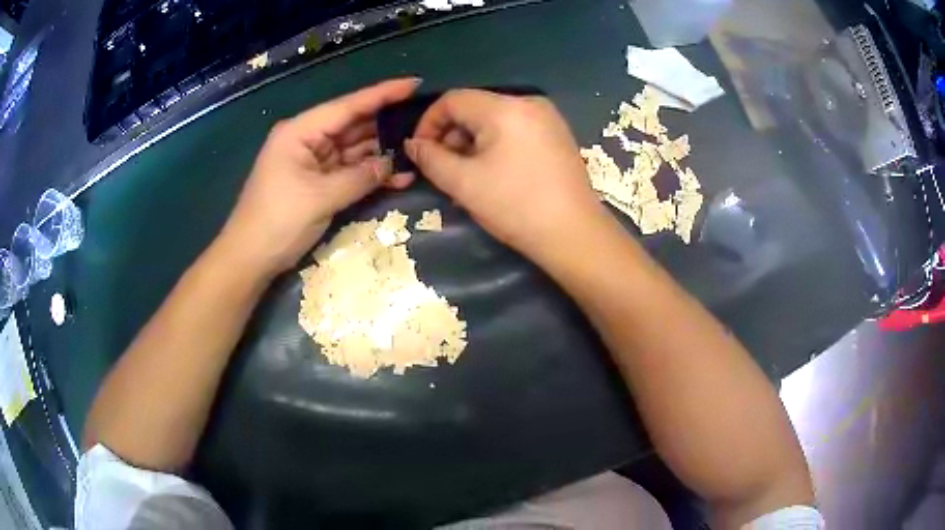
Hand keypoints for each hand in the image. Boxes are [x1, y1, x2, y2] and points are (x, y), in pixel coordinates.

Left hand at [219, 78, 419, 276]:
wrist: (250, 258)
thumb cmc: (277, 221)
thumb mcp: (320, 198)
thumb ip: (360, 177)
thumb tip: (391, 165)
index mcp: (301, 131)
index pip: (347, 106)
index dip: (382, 94)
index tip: (413, 84)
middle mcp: (307, 140)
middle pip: (353, 125)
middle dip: (386, 124)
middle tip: (423, 122)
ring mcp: (312, 161)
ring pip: (353, 149)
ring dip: (381, 152)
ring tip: (418, 149)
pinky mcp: (316, 182)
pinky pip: (348, 171)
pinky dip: (369, 175)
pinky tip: (397, 177)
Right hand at [405, 89, 605, 261]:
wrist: (574, 234)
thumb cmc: (515, 207)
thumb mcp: (463, 183)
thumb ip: (431, 158)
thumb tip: (413, 144)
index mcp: (505, 108)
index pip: (453, 99)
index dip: (428, 122)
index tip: (419, 151)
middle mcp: (529, 102)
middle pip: (475, 107)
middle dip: (452, 134)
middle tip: (443, 168)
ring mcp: (547, 117)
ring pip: (494, 119)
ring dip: (472, 141)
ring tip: (467, 175)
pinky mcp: (557, 134)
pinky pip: (515, 128)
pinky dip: (496, 144)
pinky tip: (494, 171)